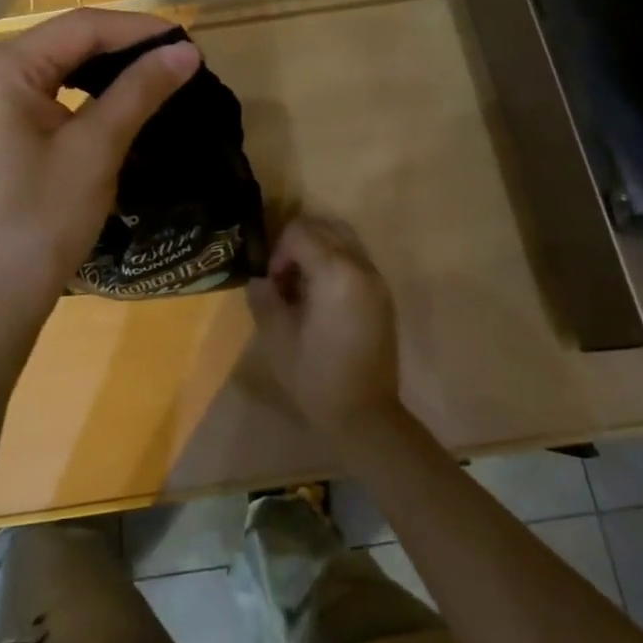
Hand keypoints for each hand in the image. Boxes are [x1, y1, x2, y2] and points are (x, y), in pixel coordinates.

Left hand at [0, 10, 200, 338]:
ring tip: (155, 74)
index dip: (138, 30)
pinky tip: (113, 96)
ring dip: (103, 67)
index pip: (79, 27)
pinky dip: (78, 90)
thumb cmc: (41, 221)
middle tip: (177, 59)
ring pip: (53, 64)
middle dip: (122, 47)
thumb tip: (186, 51)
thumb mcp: (96, 149)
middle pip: (64, 41)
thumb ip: (140, 90)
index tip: (188, 41)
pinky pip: (39, 90)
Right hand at [246, 215, 401, 445]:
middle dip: (297, 243)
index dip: (278, 251)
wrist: (366, 416)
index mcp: (336, 272)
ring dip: (317, 249)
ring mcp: (376, 279)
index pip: (300, 231)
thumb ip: (264, 297)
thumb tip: (260, 279)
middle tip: (283, 278)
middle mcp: (361, 266)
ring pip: (343, 238)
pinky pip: (355, 258)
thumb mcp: (276, 337)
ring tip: (302, 286)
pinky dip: (335, 262)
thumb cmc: (317, 378)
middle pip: (324, 226)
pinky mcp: (382, 294)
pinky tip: (321, 298)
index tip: (272, 283)